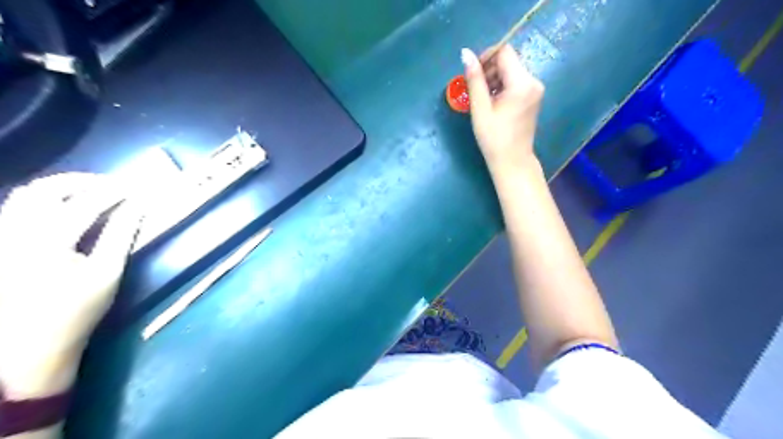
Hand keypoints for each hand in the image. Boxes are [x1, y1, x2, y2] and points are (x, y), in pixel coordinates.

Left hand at [0, 173, 138, 397]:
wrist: (25, 347)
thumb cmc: (76, 311)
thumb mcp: (107, 273)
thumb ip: (121, 234)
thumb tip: (139, 206)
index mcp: (46, 244)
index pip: (85, 203)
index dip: (113, 191)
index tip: (136, 187)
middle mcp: (14, 234)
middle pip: (44, 190)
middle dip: (80, 181)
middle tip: (110, 184)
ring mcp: (0, 238)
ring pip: (23, 195)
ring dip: (60, 187)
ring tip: (89, 190)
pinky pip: (14, 208)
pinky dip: (42, 200)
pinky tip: (64, 207)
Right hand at [461, 44, 545, 172]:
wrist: (512, 161)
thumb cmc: (494, 138)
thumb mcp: (480, 108)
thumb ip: (474, 79)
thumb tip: (465, 53)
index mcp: (522, 83)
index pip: (504, 52)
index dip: (486, 57)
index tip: (472, 74)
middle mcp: (534, 81)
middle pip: (509, 60)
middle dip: (490, 70)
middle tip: (475, 90)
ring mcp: (536, 89)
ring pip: (511, 71)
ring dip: (494, 79)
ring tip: (483, 99)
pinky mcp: (534, 96)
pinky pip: (516, 82)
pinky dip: (503, 87)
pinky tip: (494, 103)